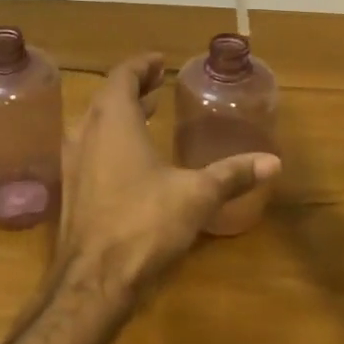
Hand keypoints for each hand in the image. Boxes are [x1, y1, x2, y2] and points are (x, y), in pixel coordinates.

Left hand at [51, 54, 278, 301]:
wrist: (93, 281)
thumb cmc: (144, 224)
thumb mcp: (196, 195)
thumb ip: (232, 174)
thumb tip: (273, 161)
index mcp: (112, 120)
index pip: (122, 75)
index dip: (141, 65)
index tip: (160, 62)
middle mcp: (85, 132)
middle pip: (106, 96)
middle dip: (132, 87)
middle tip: (156, 85)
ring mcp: (72, 162)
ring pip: (94, 123)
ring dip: (118, 113)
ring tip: (146, 113)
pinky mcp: (70, 190)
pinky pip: (89, 147)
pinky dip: (109, 139)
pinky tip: (130, 158)